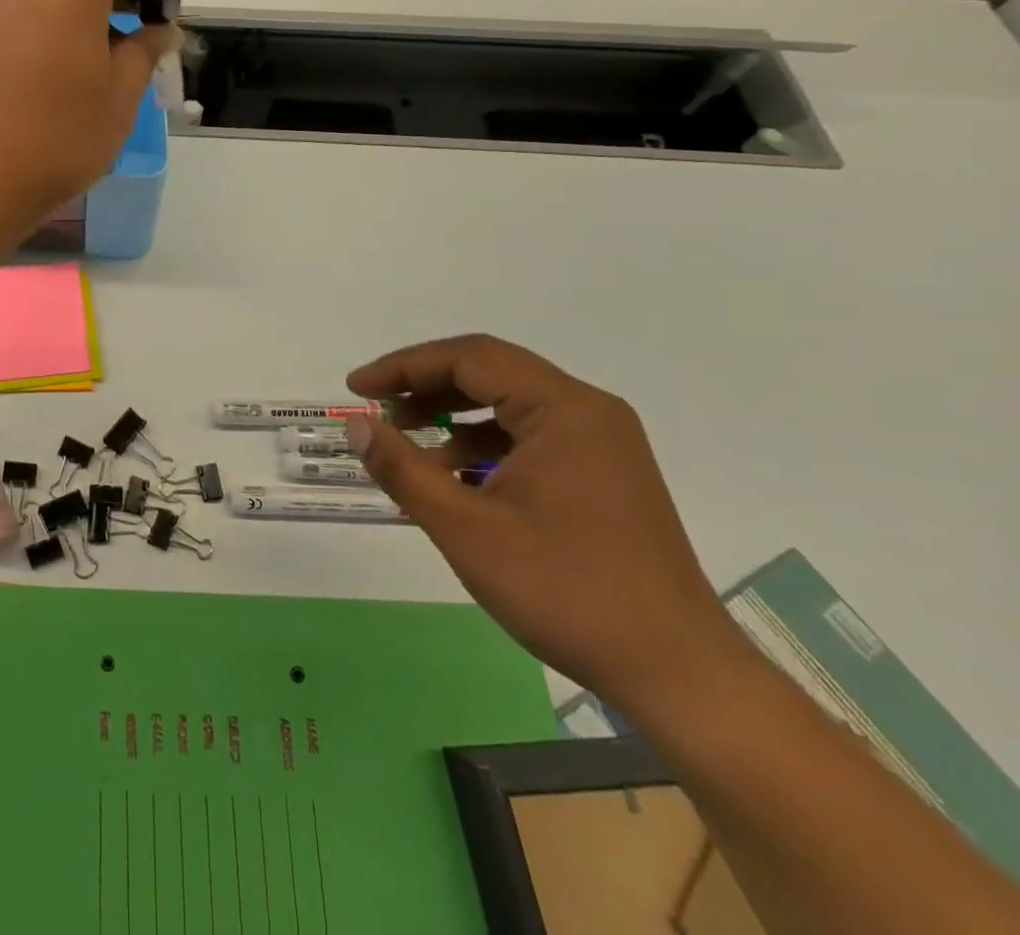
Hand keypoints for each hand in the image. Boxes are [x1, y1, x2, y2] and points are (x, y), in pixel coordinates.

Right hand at [344, 335, 749, 715]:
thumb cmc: (566, 592)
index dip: (404, 367)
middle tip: (375, 408)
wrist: (678, 675)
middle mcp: (588, 412)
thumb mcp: (466, 529)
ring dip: (451, 414)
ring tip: (404, 441)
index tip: (357, 388)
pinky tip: (451, 474)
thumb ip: (402, 467)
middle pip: (490, 372)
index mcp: (565, 410)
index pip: (469, 358)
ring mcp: (601, 443)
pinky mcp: (603, 473)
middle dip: (424, 385)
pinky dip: (482, 443)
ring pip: (508, 403)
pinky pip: (529, 435)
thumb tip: (355, 423)